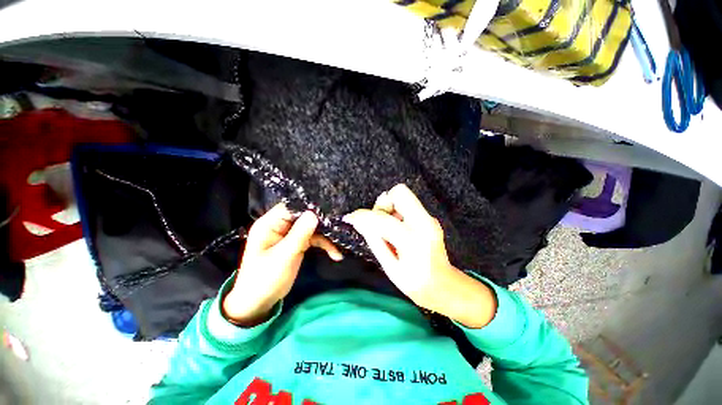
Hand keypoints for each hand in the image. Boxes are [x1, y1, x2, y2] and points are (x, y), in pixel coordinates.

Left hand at [223, 203, 341, 325]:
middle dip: (322, 221)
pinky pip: (314, 238)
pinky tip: (335, 253)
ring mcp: (290, 234)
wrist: (259, 302)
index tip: (328, 210)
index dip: (309, 206)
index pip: (291, 207)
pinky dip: (324, 244)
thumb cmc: (264, 279)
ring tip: (339, 244)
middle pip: (304, 215)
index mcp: (270, 224)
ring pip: (312, 227)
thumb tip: (314, 214)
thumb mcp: (283, 257)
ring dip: (326, 235)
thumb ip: (299, 235)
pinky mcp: (297, 242)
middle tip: (339, 226)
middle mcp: (280, 225)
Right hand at [343, 184, 496, 328]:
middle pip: (399, 192)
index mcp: (412, 239)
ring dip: (390, 209)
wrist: (445, 286)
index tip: (351, 218)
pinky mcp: (430, 218)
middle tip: (378, 221)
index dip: (362, 216)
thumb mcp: (390, 267)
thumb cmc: (415, 283)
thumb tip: (360, 222)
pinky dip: (398, 213)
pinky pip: (408, 205)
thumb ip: (375, 240)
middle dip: (383, 204)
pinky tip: (398, 230)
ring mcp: (430, 218)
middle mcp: (424, 222)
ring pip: (404, 197)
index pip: (381, 219)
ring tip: (389, 230)